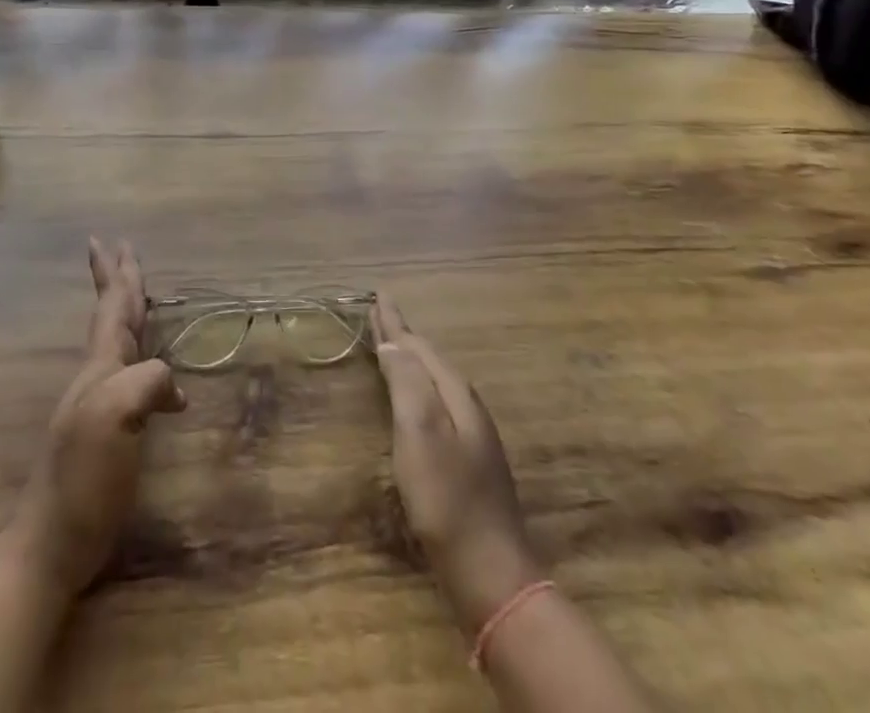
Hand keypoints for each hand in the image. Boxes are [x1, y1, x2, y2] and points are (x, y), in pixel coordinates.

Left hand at [10, 239, 185, 594]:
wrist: (53, 539)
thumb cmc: (83, 475)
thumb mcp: (115, 416)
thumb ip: (146, 382)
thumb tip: (175, 388)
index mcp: (101, 365)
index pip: (113, 307)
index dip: (114, 274)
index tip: (106, 238)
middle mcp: (99, 375)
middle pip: (112, 315)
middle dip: (118, 281)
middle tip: (119, 248)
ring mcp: (102, 404)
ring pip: (120, 342)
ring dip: (128, 313)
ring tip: (138, 296)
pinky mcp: (111, 432)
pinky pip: (133, 376)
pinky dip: (147, 362)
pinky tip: (166, 384)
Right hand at [371, 294, 538, 634]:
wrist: (491, 574)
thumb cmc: (447, 499)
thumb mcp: (420, 434)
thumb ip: (407, 384)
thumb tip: (393, 345)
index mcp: (454, 394)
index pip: (419, 346)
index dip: (396, 322)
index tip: (378, 295)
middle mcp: (465, 407)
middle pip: (428, 359)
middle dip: (402, 335)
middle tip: (379, 312)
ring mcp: (470, 436)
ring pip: (433, 381)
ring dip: (409, 360)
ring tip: (390, 345)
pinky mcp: (466, 461)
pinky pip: (436, 404)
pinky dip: (417, 387)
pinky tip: (412, 398)